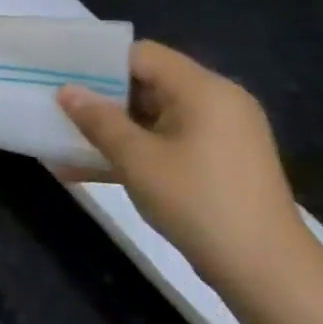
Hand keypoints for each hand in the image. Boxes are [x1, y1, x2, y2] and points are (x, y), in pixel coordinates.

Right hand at [56, 41, 322, 304]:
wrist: (265, 268)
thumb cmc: (198, 201)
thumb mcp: (137, 159)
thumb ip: (98, 120)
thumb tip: (67, 91)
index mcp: (203, 89)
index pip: (142, 54)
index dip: (98, 62)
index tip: (61, 76)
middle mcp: (216, 102)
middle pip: (148, 82)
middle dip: (100, 96)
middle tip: (57, 107)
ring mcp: (219, 134)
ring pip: (153, 116)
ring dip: (112, 127)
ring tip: (65, 138)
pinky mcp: (217, 162)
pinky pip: (165, 142)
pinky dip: (133, 150)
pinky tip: (88, 169)